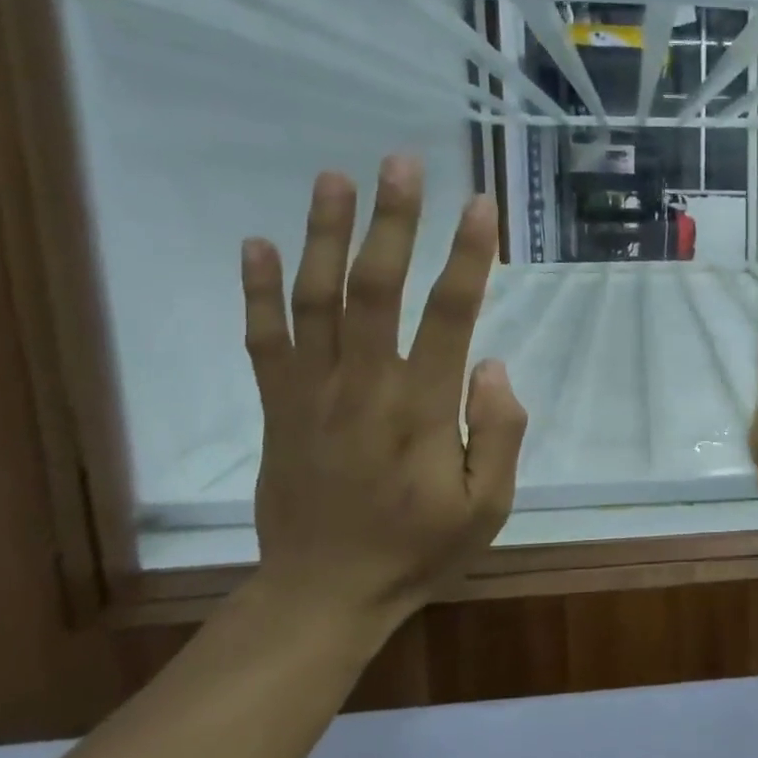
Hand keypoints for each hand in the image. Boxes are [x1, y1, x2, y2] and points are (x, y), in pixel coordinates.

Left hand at [239, 157, 526, 624]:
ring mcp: (312, 394)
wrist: (323, 594)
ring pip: (315, 301)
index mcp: (422, 409)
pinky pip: (263, 341)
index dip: (467, 256)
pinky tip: (258, 243)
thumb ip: (500, 433)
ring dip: (325, 235)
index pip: (448, 315)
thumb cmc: (418, 550)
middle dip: (392, 221)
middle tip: (402, 162)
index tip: (480, 205)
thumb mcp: (488, 506)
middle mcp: (364, 387)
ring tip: (335, 177)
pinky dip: (258, 291)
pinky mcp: (279, 408)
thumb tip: (491, 364)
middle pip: (375, 288)